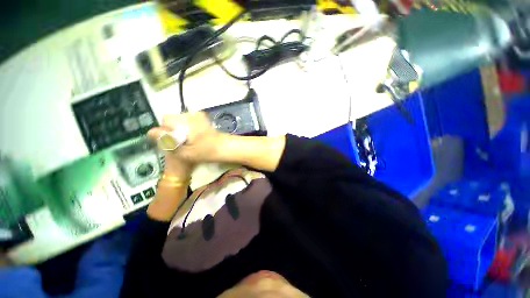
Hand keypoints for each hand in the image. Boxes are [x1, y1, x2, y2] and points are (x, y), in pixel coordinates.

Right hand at [148, 112, 224, 167]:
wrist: (224, 147)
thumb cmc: (206, 152)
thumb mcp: (185, 152)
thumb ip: (167, 141)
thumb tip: (150, 132)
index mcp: (185, 122)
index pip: (165, 121)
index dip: (164, 132)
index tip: (172, 142)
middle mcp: (190, 115)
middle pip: (171, 119)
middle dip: (171, 130)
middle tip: (180, 143)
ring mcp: (197, 115)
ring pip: (178, 119)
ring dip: (178, 129)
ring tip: (187, 140)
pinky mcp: (202, 117)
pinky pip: (187, 120)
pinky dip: (186, 127)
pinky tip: (193, 137)